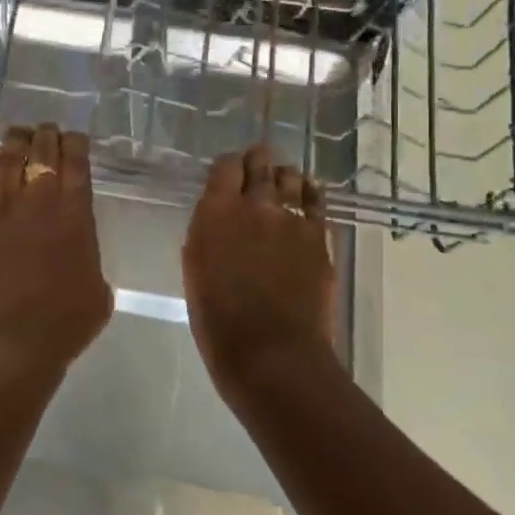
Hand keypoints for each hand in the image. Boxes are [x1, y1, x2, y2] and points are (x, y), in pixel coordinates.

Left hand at [0, 124, 111, 377]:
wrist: (6, 341)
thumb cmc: (62, 325)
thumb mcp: (98, 292)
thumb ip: (89, 260)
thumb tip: (77, 252)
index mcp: (75, 214)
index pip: (76, 163)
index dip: (75, 144)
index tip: (74, 137)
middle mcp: (38, 201)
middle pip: (42, 153)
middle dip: (46, 136)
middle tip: (46, 130)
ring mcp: (0, 208)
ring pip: (7, 159)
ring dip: (14, 141)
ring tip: (18, 132)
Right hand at [183, 144, 336, 398]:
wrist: (272, 353)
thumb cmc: (218, 320)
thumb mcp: (195, 269)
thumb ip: (207, 233)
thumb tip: (218, 218)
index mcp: (216, 212)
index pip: (225, 165)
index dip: (228, 165)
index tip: (227, 173)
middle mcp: (255, 205)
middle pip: (260, 162)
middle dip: (257, 161)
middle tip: (255, 168)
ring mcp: (292, 219)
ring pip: (291, 177)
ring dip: (283, 177)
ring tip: (281, 185)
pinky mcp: (319, 237)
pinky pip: (317, 202)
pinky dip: (310, 194)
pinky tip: (307, 197)